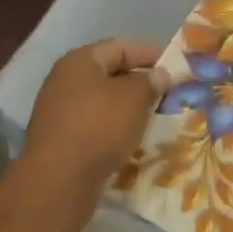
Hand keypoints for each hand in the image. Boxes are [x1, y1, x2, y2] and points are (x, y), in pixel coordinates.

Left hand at [22, 38, 161, 210]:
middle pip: (110, 73)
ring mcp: (58, 111)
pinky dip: (113, 127)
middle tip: (167, 93)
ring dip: (127, 107)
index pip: (122, 46)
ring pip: (102, 101)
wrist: (57, 184)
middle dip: (140, 82)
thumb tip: (158, 75)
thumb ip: (150, 81)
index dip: (151, 54)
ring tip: (153, 117)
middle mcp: (64, 80)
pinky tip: (130, 139)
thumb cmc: (99, 128)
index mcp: (80, 61)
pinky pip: (93, 124)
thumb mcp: (135, 98)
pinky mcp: (58, 139)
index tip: (175, 67)